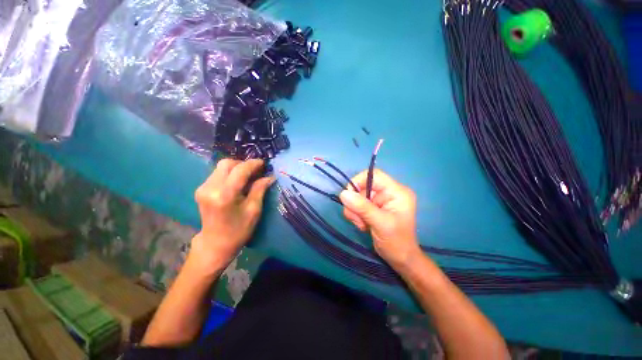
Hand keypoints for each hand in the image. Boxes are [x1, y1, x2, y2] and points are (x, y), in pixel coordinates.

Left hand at [189, 159, 274, 274]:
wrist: (215, 243)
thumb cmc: (238, 230)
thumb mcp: (253, 210)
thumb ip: (260, 189)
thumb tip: (269, 176)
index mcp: (224, 195)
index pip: (240, 170)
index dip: (253, 164)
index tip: (264, 163)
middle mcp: (210, 188)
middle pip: (227, 164)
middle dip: (243, 164)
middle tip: (256, 170)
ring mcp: (203, 188)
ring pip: (221, 167)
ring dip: (237, 168)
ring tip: (249, 176)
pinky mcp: (201, 189)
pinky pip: (217, 174)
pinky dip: (230, 173)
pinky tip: (238, 181)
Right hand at [340, 169, 419, 267]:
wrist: (400, 260)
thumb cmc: (397, 242)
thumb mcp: (380, 223)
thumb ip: (362, 207)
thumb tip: (343, 193)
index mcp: (397, 191)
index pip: (375, 176)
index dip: (359, 182)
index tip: (349, 196)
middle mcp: (388, 193)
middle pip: (363, 187)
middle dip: (356, 203)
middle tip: (357, 218)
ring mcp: (380, 201)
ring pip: (358, 197)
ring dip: (355, 211)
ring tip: (362, 224)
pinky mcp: (373, 208)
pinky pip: (358, 205)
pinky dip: (356, 215)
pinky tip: (363, 226)